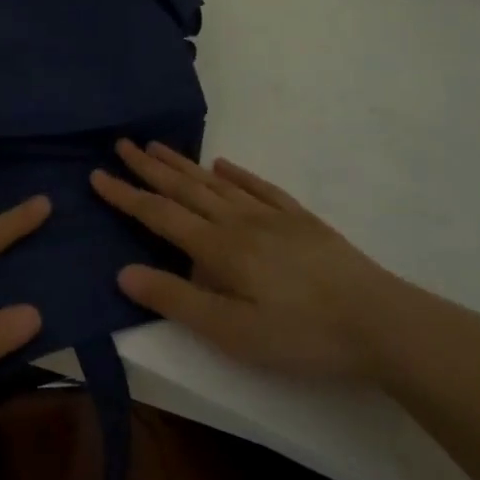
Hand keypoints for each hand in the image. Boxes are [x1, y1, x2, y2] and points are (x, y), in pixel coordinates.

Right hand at [91, 140, 434, 381]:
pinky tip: (224, 165)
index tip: (97, 175)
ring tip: (158, 147)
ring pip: (217, 183)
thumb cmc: (301, 335)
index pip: (159, 215)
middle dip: (149, 168)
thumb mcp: (232, 332)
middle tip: (122, 144)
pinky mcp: (301, 221)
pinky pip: (260, 187)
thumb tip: (123, 271)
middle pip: (185, 189)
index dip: (126, 196)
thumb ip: (177, 299)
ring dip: (184, 164)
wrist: (382, 323)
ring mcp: (272, 216)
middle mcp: (239, 221)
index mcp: (218, 247)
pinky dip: (237, 174)